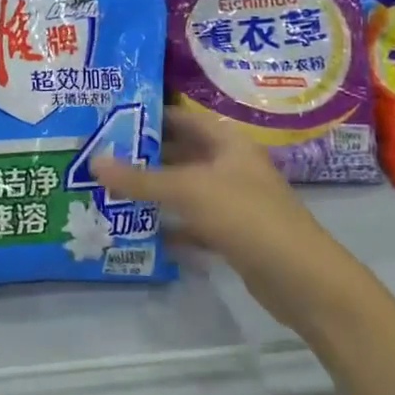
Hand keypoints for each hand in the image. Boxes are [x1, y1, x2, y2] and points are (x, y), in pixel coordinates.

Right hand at [91, 109, 347, 330]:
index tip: (108, 119)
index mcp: (227, 143)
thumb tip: (94, 161)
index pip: (182, 118)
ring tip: (108, 191)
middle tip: (99, 157)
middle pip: (181, 154)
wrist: (301, 278)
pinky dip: (170, 226)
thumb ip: (140, 178)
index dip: (148, 115)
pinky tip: (138, 232)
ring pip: (184, 190)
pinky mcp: (232, 235)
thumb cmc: (246, 217)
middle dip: (143, 157)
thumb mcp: (188, 191)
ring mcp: (233, 202)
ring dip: (153, 193)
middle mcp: (230, 166)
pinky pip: (192, 223)